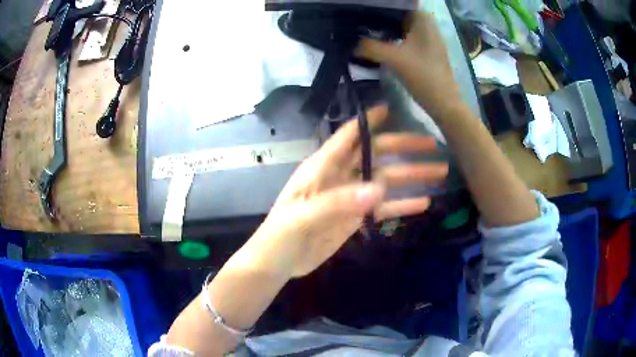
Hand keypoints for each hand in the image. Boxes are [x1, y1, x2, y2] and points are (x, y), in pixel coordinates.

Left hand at [235, 106, 447, 278]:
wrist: (278, 263)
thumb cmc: (281, 235)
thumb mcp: (303, 216)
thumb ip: (338, 202)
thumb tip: (379, 188)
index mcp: (322, 167)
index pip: (349, 135)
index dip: (370, 120)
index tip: (394, 108)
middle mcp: (340, 176)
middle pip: (377, 155)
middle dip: (405, 148)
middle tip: (433, 145)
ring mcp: (350, 197)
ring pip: (385, 180)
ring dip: (412, 176)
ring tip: (440, 172)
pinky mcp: (355, 218)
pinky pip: (383, 207)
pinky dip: (403, 204)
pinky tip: (424, 202)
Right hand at [357, 11, 461, 120]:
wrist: (444, 104)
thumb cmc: (424, 77)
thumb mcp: (395, 59)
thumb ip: (370, 46)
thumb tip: (349, 41)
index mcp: (422, 19)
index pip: (397, 3)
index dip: (377, 5)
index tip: (358, 7)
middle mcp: (425, 23)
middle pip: (396, 13)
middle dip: (376, 15)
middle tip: (354, 17)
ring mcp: (425, 36)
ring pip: (398, 25)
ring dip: (381, 26)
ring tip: (359, 27)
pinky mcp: (423, 48)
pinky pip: (402, 35)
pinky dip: (389, 36)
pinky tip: (374, 41)